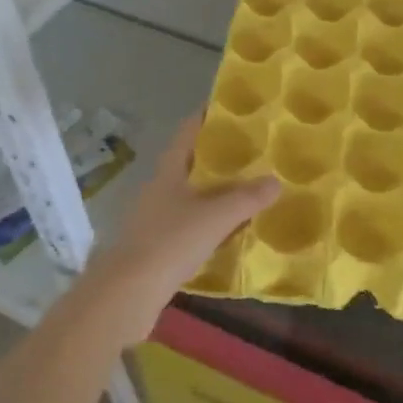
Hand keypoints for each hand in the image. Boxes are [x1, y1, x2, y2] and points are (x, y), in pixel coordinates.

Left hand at [77, 116, 278, 344]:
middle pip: (190, 165)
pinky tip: (232, 233)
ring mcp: (156, 220)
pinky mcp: (157, 249)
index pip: (187, 134)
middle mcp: (159, 191)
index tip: (229, 107)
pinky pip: (191, 227)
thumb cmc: (170, 243)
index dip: (206, 117)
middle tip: (254, 152)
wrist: (126, 296)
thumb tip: (276, 181)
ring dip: (217, 193)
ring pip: (192, 198)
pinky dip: (212, 225)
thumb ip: (247, 198)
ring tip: (250, 190)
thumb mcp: (216, 217)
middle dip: (219, 158)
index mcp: (168, 173)